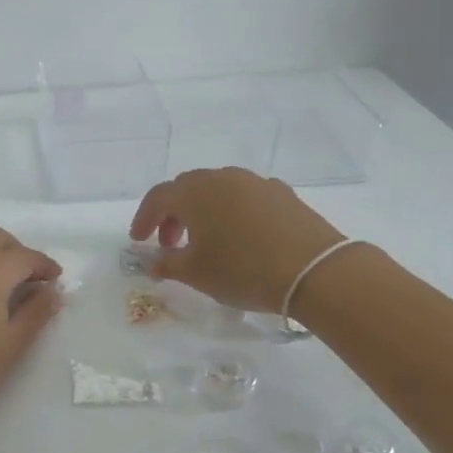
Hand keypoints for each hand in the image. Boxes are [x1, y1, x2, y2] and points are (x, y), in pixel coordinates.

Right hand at [130, 167, 343, 312]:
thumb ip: (167, 265)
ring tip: (206, 241)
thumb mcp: (196, 274)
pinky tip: (240, 236)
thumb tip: (154, 262)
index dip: (144, 219)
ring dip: (203, 211)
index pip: (158, 197)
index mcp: (194, 192)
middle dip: (173, 215)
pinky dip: (233, 212)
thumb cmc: (242, 270)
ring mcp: (255, 182)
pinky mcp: (282, 193)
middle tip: (169, 244)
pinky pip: (245, 197)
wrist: (314, 270)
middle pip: (186, 189)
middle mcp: (222, 178)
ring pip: (218, 190)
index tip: (138, 241)